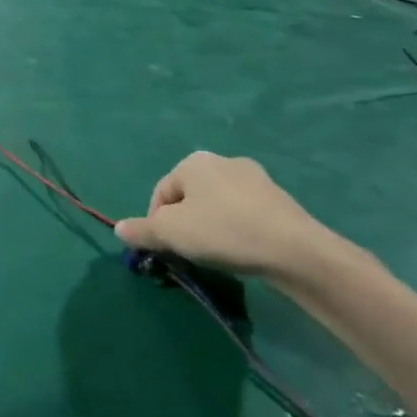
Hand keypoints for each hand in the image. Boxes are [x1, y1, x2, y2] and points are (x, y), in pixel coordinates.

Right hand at [113, 152, 356, 285]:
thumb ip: (141, 230)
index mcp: (193, 162)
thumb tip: (119, 229)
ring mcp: (256, 179)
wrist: (297, 251)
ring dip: (210, 228)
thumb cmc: (223, 232)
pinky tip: (243, 251)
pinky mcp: (281, 201)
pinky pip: (244, 214)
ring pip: (217, 206)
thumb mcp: (171, 233)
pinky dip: (237, 231)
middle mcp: (223, 162)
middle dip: (184, 224)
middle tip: (189, 252)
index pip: (160, 194)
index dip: (156, 223)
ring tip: (217, 254)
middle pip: (189, 198)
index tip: (166, 249)